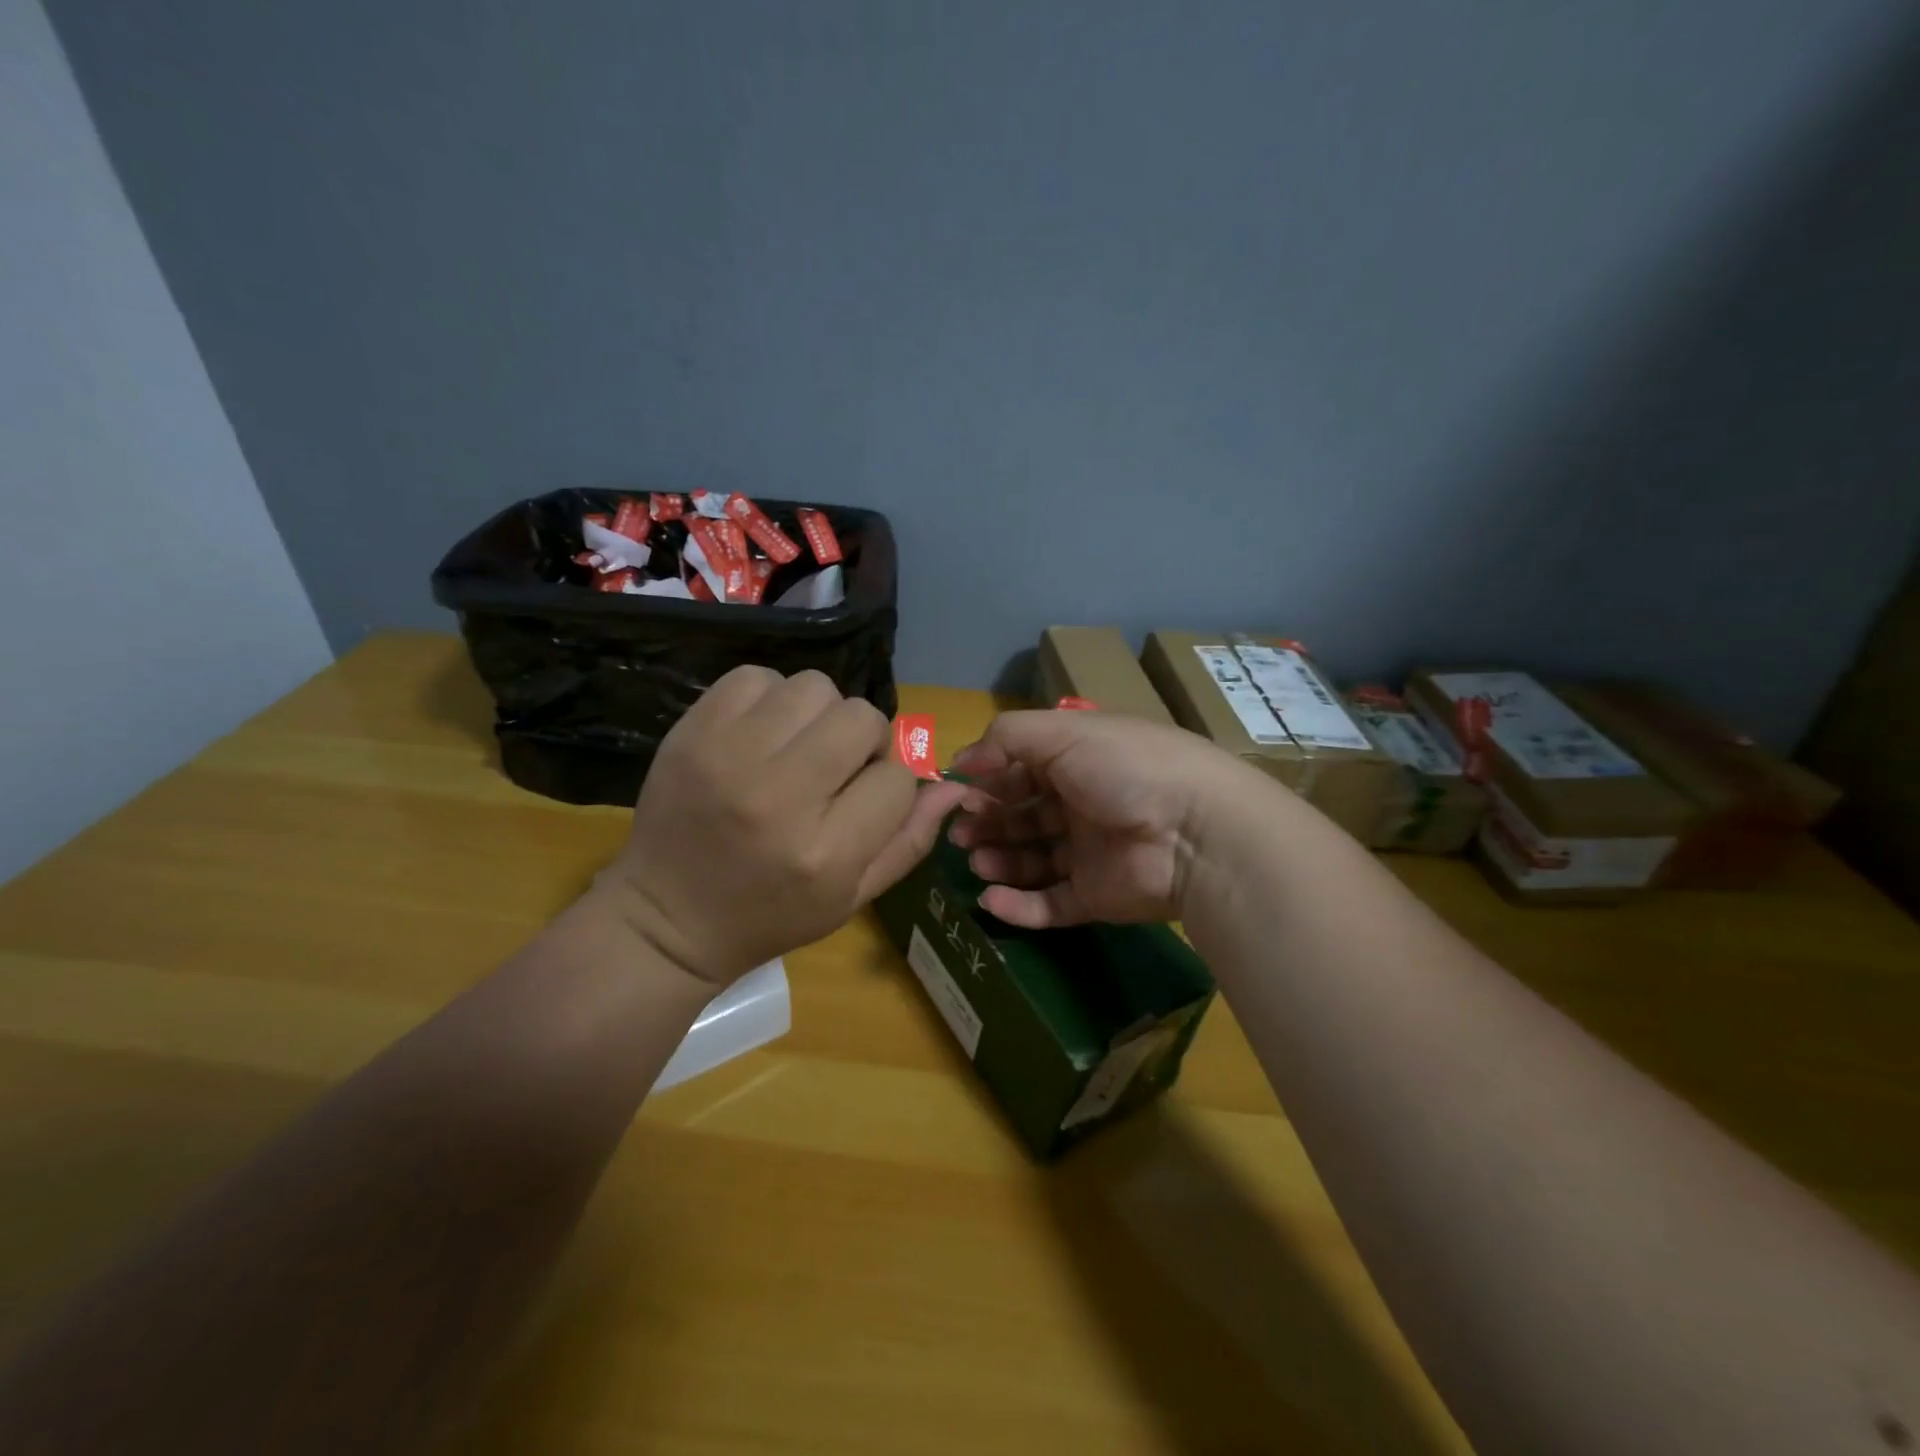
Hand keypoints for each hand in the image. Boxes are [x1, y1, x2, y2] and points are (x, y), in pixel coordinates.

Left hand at [599, 668, 967, 985]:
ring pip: (815, 688)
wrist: (665, 918)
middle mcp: (780, 797)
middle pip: (861, 719)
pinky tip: (761, 733)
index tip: (867, 799)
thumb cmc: (770, 917)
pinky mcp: (693, 731)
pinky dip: (770, 698)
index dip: (893, 782)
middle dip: (864, 740)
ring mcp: (730, 756)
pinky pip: (757, 677)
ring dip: (820, 714)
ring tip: (798, 748)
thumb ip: (910, 840)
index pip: (897, 776)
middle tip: (837, 767)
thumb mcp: (852, 898)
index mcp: (826, 853)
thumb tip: (953, 783)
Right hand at [947, 711, 1274, 928]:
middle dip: (989, 821)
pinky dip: (1018, 905)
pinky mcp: (1097, 897)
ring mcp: (1091, 853)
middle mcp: (1084, 804)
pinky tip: (989, 899)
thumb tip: (961, 760)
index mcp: (1081, 760)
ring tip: (975, 860)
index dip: (991, 779)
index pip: (1024, 769)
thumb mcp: (1062, 733)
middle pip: (1024, 815)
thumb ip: (1006, 738)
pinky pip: (1050, 904)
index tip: (961, 793)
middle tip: (960, 833)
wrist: (1196, 833)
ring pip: (1032, 860)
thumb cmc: (1125, 769)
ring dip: (999, 859)